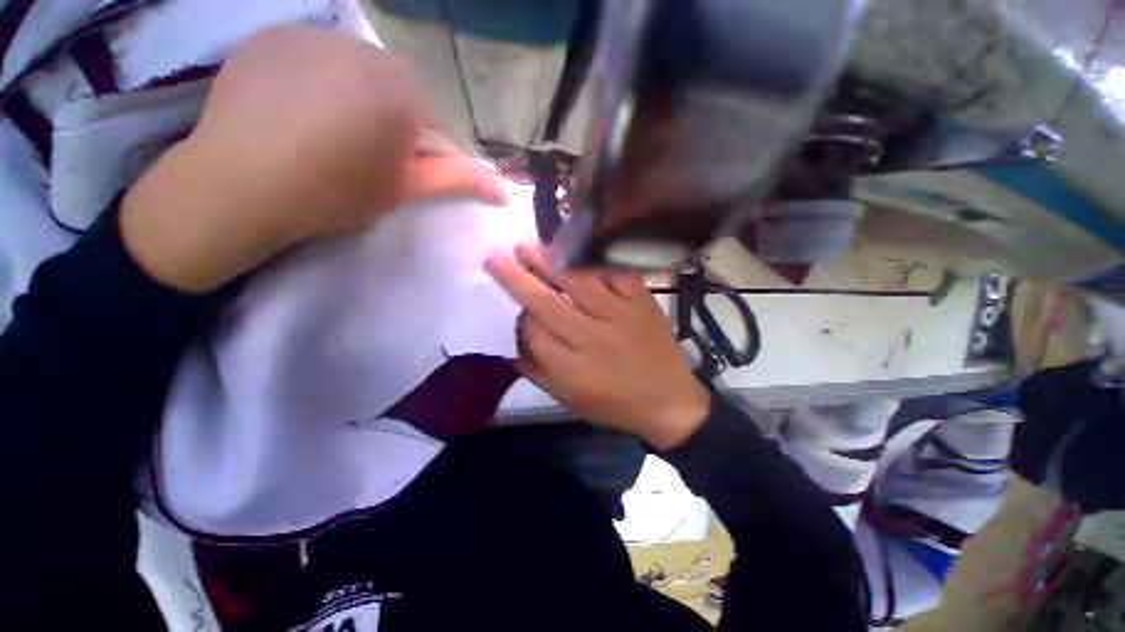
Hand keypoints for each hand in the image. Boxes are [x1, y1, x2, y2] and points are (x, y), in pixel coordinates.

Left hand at [121, 25, 504, 292]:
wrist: (235, 186)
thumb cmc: (332, 194)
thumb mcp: (403, 190)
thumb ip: (456, 180)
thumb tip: (505, 190)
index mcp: (401, 90)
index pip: (437, 116)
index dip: (426, 146)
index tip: (406, 168)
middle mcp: (362, 48)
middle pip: (398, 86)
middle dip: (393, 117)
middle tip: (366, 152)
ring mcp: (312, 33)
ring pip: (357, 66)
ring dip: (356, 94)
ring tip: (327, 130)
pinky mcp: (273, 33)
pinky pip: (315, 54)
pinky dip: (318, 77)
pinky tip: (297, 107)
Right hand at [486, 242, 710, 449]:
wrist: (670, 401)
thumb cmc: (614, 404)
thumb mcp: (569, 399)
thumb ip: (536, 371)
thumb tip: (510, 343)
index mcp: (572, 368)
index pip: (533, 331)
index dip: (517, 314)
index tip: (511, 303)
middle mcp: (593, 338)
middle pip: (547, 302)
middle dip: (518, 277)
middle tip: (497, 255)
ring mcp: (620, 315)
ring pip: (578, 281)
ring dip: (549, 261)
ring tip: (528, 244)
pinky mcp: (642, 302)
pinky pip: (614, 273)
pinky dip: (593, 261)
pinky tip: (576, 251)